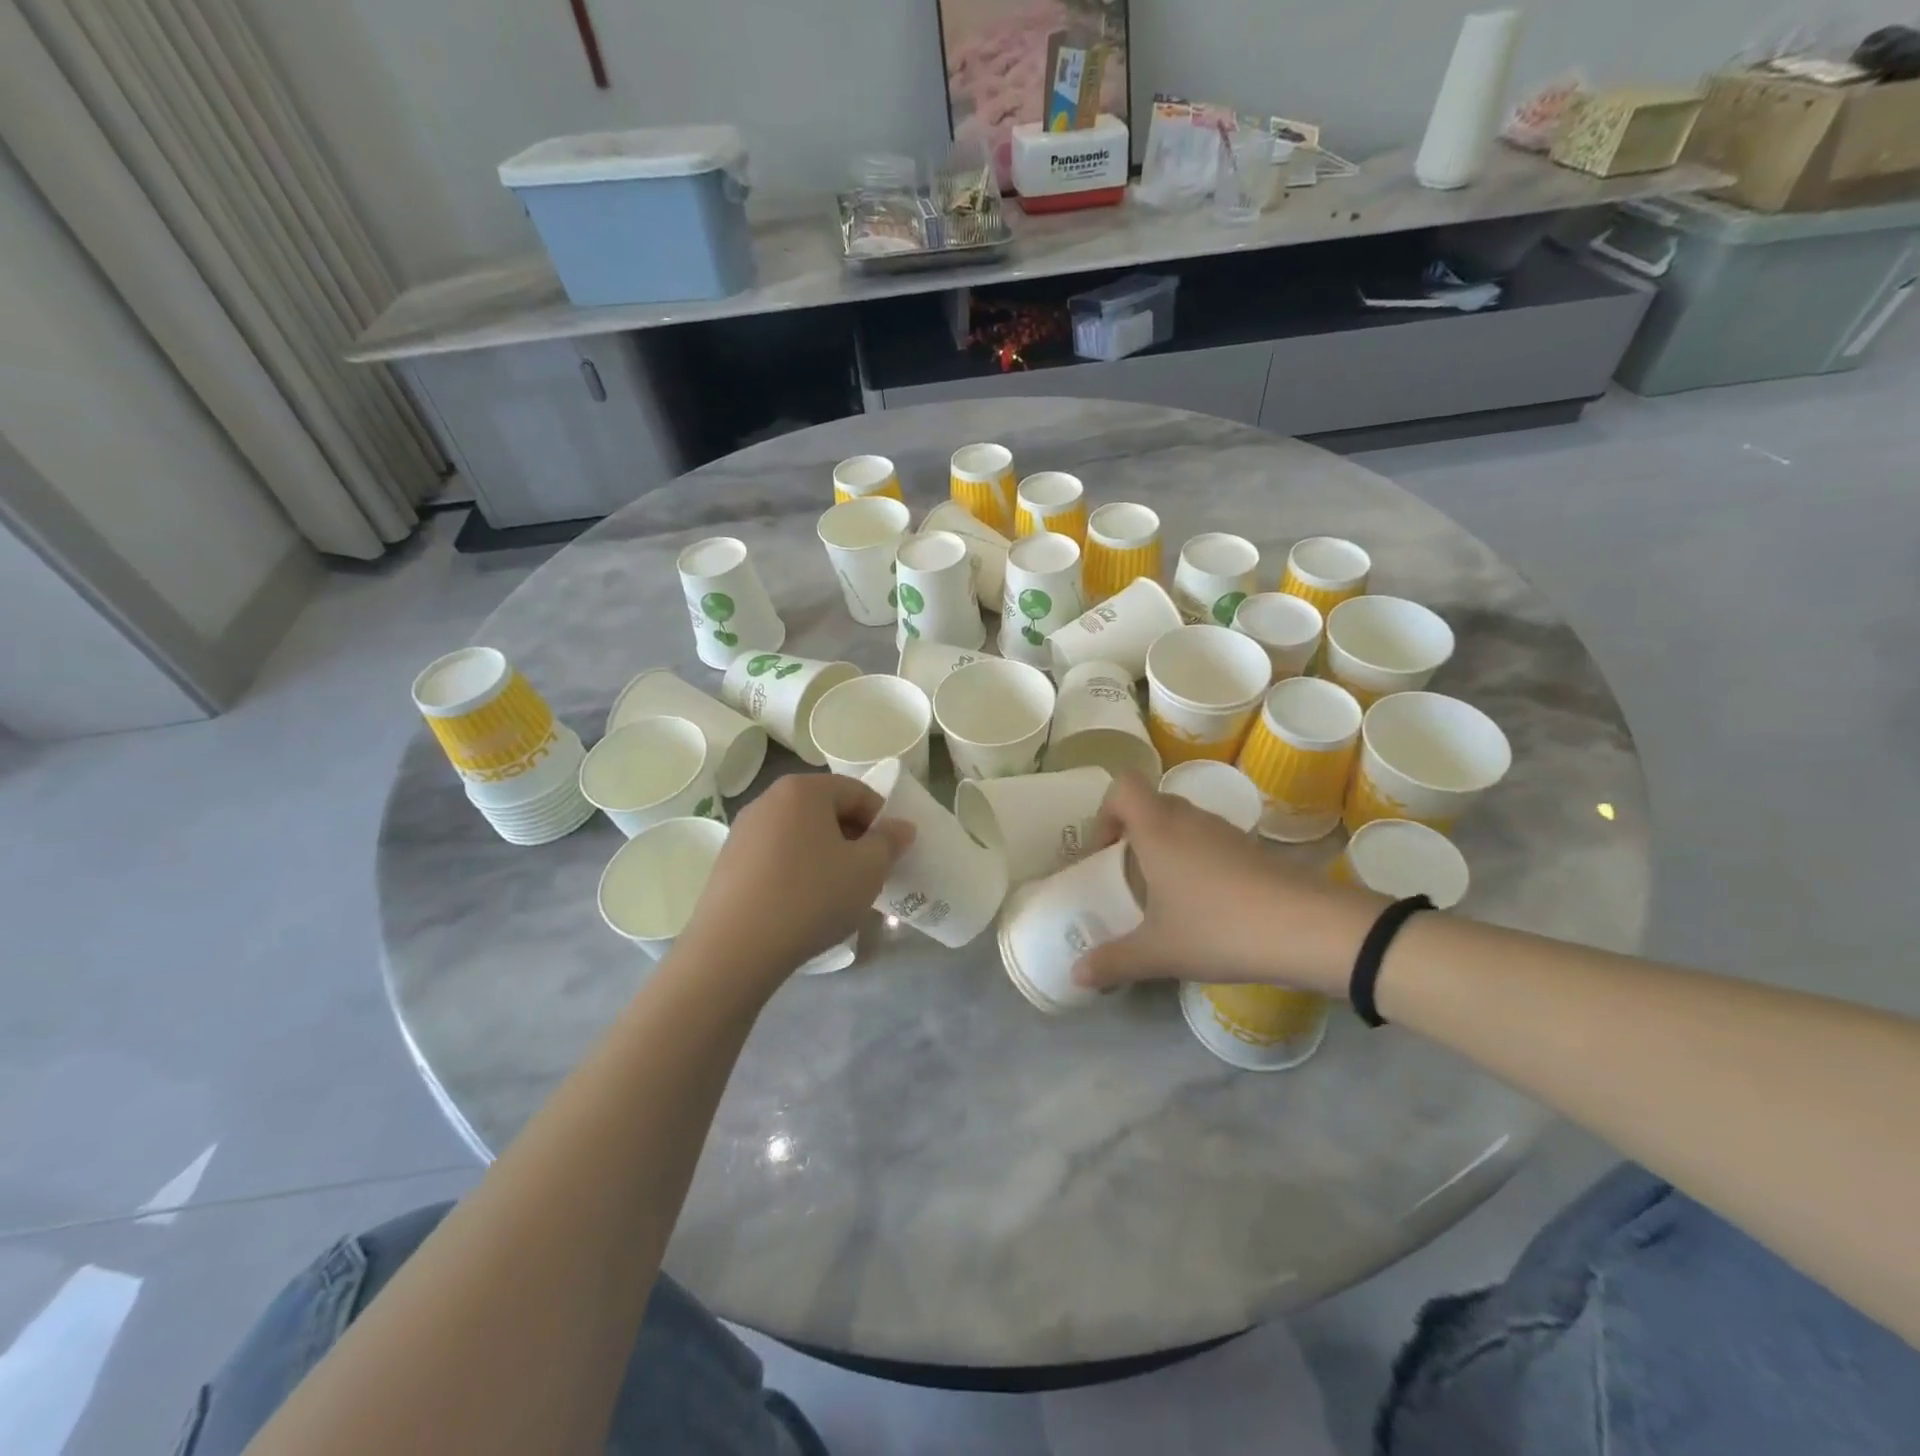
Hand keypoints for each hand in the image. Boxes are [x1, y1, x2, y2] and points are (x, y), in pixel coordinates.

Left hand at [678, 772, 913, 987]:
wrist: (735, 949)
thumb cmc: (811, 897)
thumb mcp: (867, 870)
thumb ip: (889, 841)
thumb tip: (901, 827)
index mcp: (803, 790)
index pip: (857, 792)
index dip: (880, 820)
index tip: (888, 855)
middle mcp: (769, 799)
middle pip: (825, 810)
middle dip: (852, 838)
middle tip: (866, 875)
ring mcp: (743, 830)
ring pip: (800, 835)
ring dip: (825, 856)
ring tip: (834, 894)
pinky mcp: (728, 862)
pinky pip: (776, 856)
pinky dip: (796, 871)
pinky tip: (801, 905)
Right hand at [1072, 775, 1383, 995]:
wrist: (1308, 929)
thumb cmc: (1219, 928)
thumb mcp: (1158, 952)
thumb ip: (1113, 961)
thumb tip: (1076, 976)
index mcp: (1157, 829)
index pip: (1123, 786)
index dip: (1106, 811)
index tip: (1106, 852)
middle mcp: (1189, 819)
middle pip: (1151, 803)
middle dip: (1133, 833)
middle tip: (1128, 875)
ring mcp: (1225, 832)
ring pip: (1183, 822)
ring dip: (1166, 846)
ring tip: (1164, 894)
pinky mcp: (1253, 849)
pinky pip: (1210, 841)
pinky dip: (1197, 860)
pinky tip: (1204, 904)